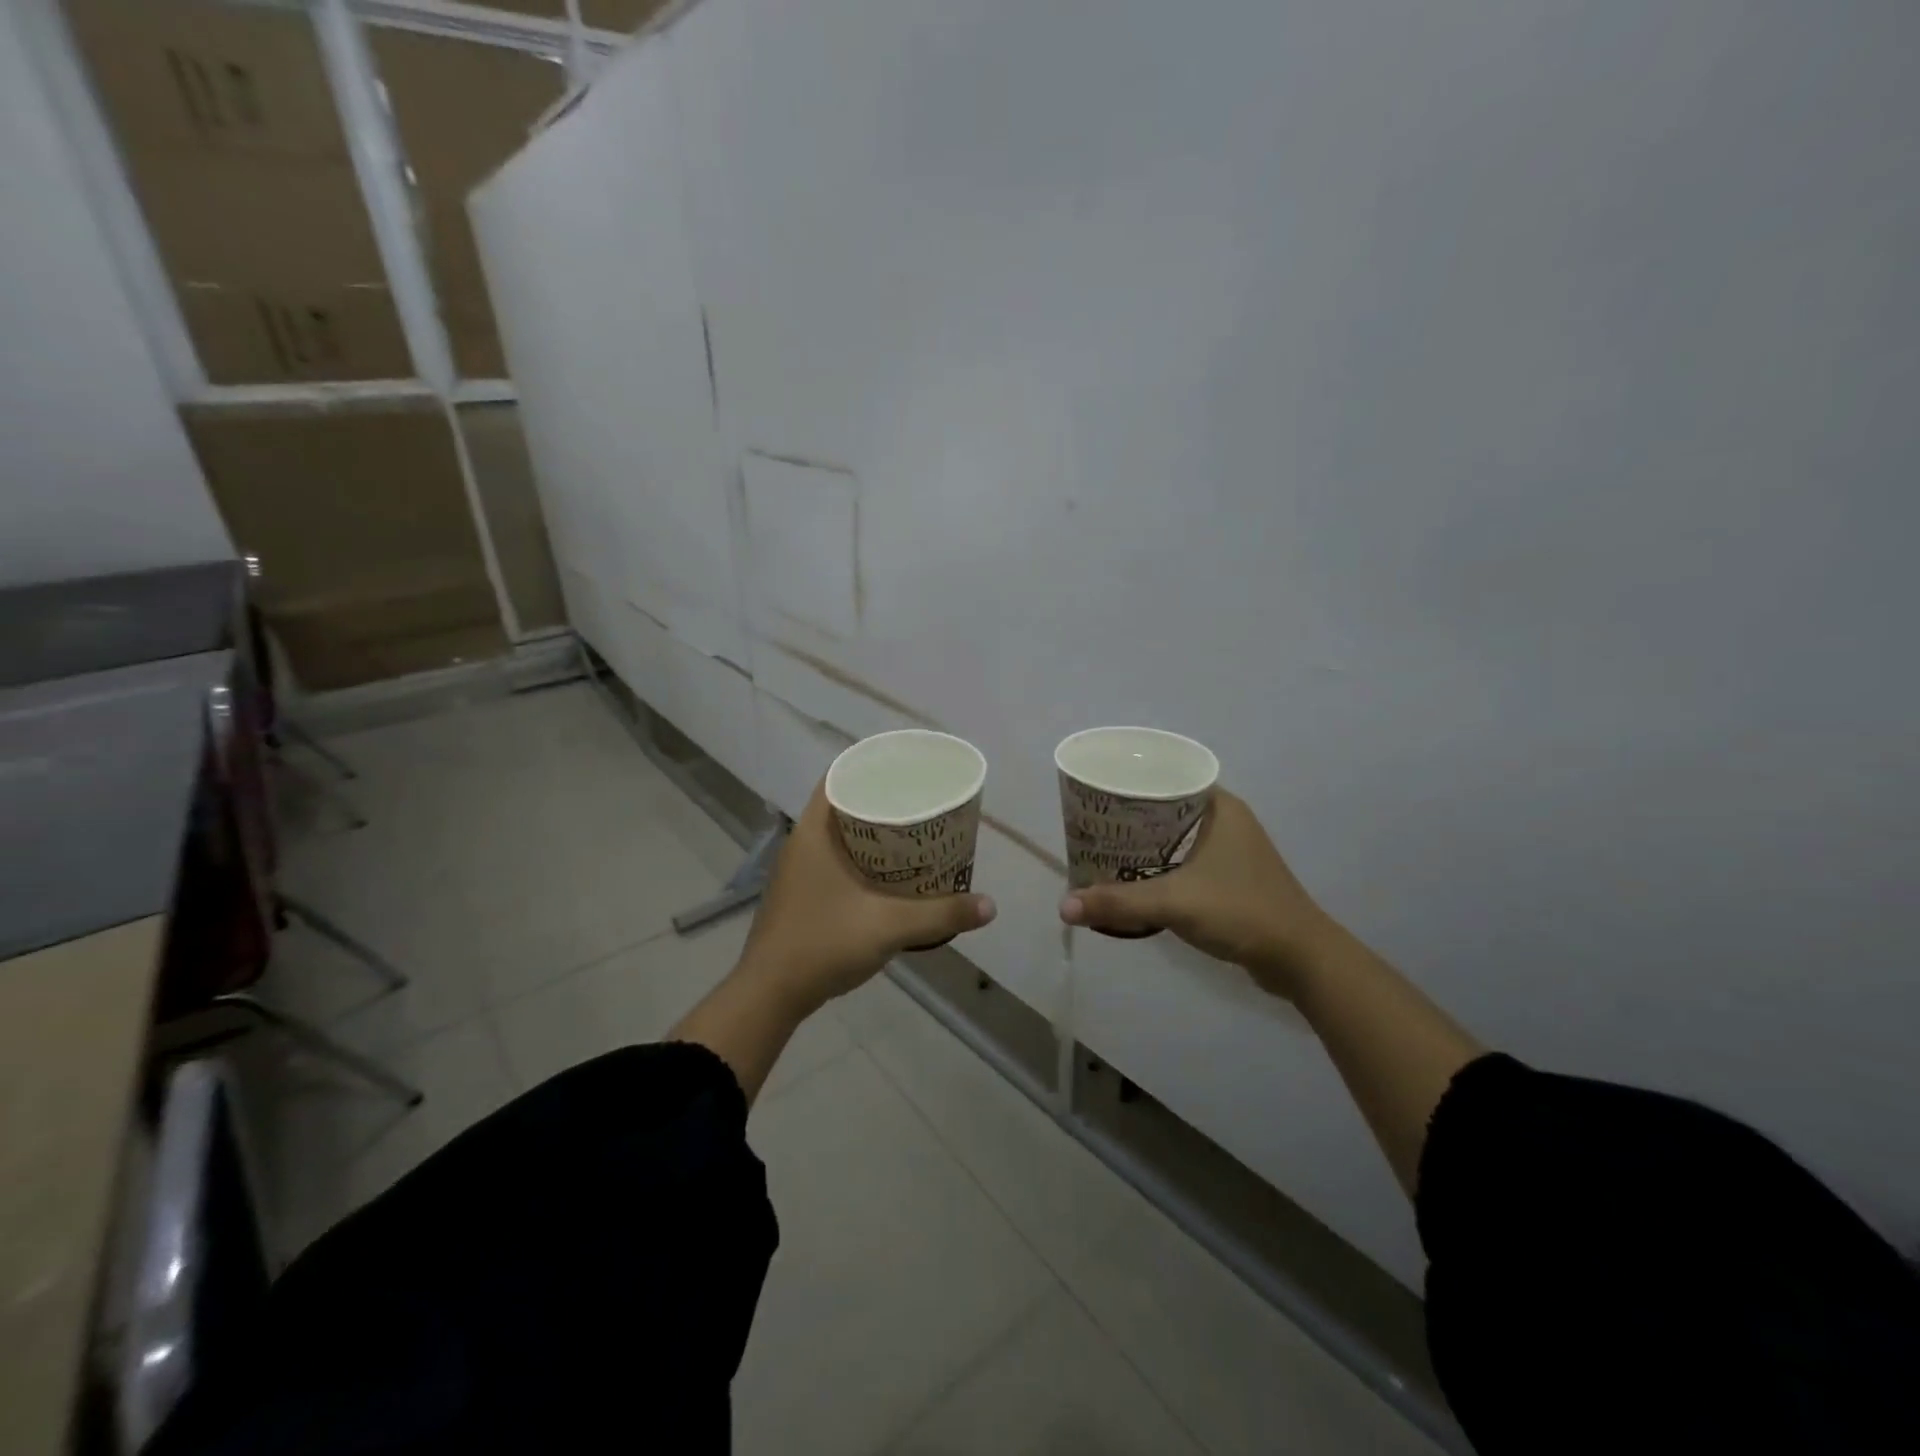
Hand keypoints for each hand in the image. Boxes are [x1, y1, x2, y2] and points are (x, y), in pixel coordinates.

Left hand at [738, 780, 996, 1012]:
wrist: (770, 995)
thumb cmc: (824, 944)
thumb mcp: (890, 926)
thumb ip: (941, 914)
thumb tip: (990, 906)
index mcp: (813, 832)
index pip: (839, 777)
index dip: (871, 767)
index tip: (906, 769)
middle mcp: (801, 843)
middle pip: (844, 804)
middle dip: (881, 800)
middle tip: (921, 801)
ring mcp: (797, 870)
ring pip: (839, 835)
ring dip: (872, 832)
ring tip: (913, 834)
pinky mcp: (800, 894)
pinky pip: (834, 859)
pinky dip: (861, 857)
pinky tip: (888, 874)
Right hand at [1059, 789, 1333, 998]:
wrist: (1299, 959)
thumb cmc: (1241, 911)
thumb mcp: (1174, 902)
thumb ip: (1118, 902)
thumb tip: (1064, 907)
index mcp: (1220, 807)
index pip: (1167, 776)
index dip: (1131, 781)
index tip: (1097, 792)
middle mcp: (1226, 820)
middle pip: (1166, 807)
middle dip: (1129, 816)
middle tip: (1091, 824)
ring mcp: (1231, 850)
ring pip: (1175, 835)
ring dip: (1143, 843)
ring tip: (1104, 848)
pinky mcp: (1230, 878)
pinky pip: (1184, 859)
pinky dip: (1159, 864)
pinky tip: (1134, 877)